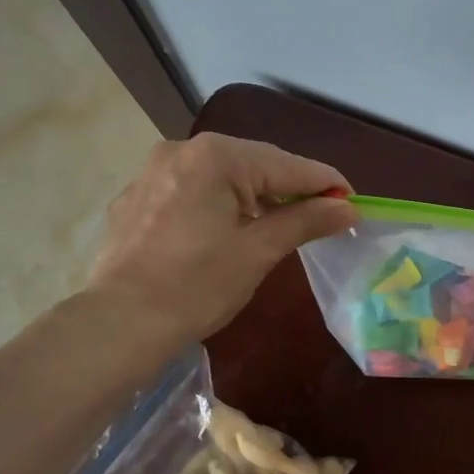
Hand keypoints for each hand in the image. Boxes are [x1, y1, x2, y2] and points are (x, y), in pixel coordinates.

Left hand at [87, 133, 356, 343]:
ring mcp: (154, 171)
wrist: (118, 323)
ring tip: (280, 224)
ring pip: (222, 177)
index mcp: (216, 157)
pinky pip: (192, 191)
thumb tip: (348, 208)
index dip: (326, 184)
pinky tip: (228, 230)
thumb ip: (305, 221)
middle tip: (322, 216)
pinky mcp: (137, 197)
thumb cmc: (196, 286)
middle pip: (254, 164)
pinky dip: (219, 204)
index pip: (287, 165)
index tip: (354, 203)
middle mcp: (182, 150)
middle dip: (290, 189)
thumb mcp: (258, 251)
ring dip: (255, 196)